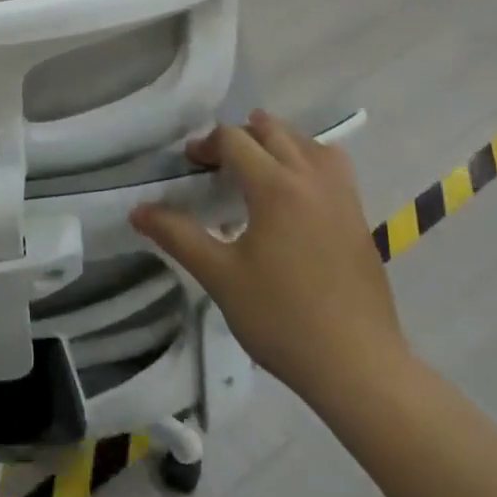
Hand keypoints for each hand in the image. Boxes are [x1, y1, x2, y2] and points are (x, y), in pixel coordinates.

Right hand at [130, 112, 409, 415]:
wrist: (359, 366)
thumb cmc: (282, 319)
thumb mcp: (219, 277)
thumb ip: (177, 236)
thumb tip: (138, 210)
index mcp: (275, 187)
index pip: (234, 139)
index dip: (206, 145)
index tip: (190, 167)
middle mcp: (310, 178)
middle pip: (272, 130)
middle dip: (240, 137)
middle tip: (218, 166)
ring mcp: (341, 196)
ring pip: (307, 142)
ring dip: (277, 143)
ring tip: (258, 170)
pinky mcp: (358, 217)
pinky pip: (332, 166)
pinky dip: (308, 160)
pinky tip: (295, 195)